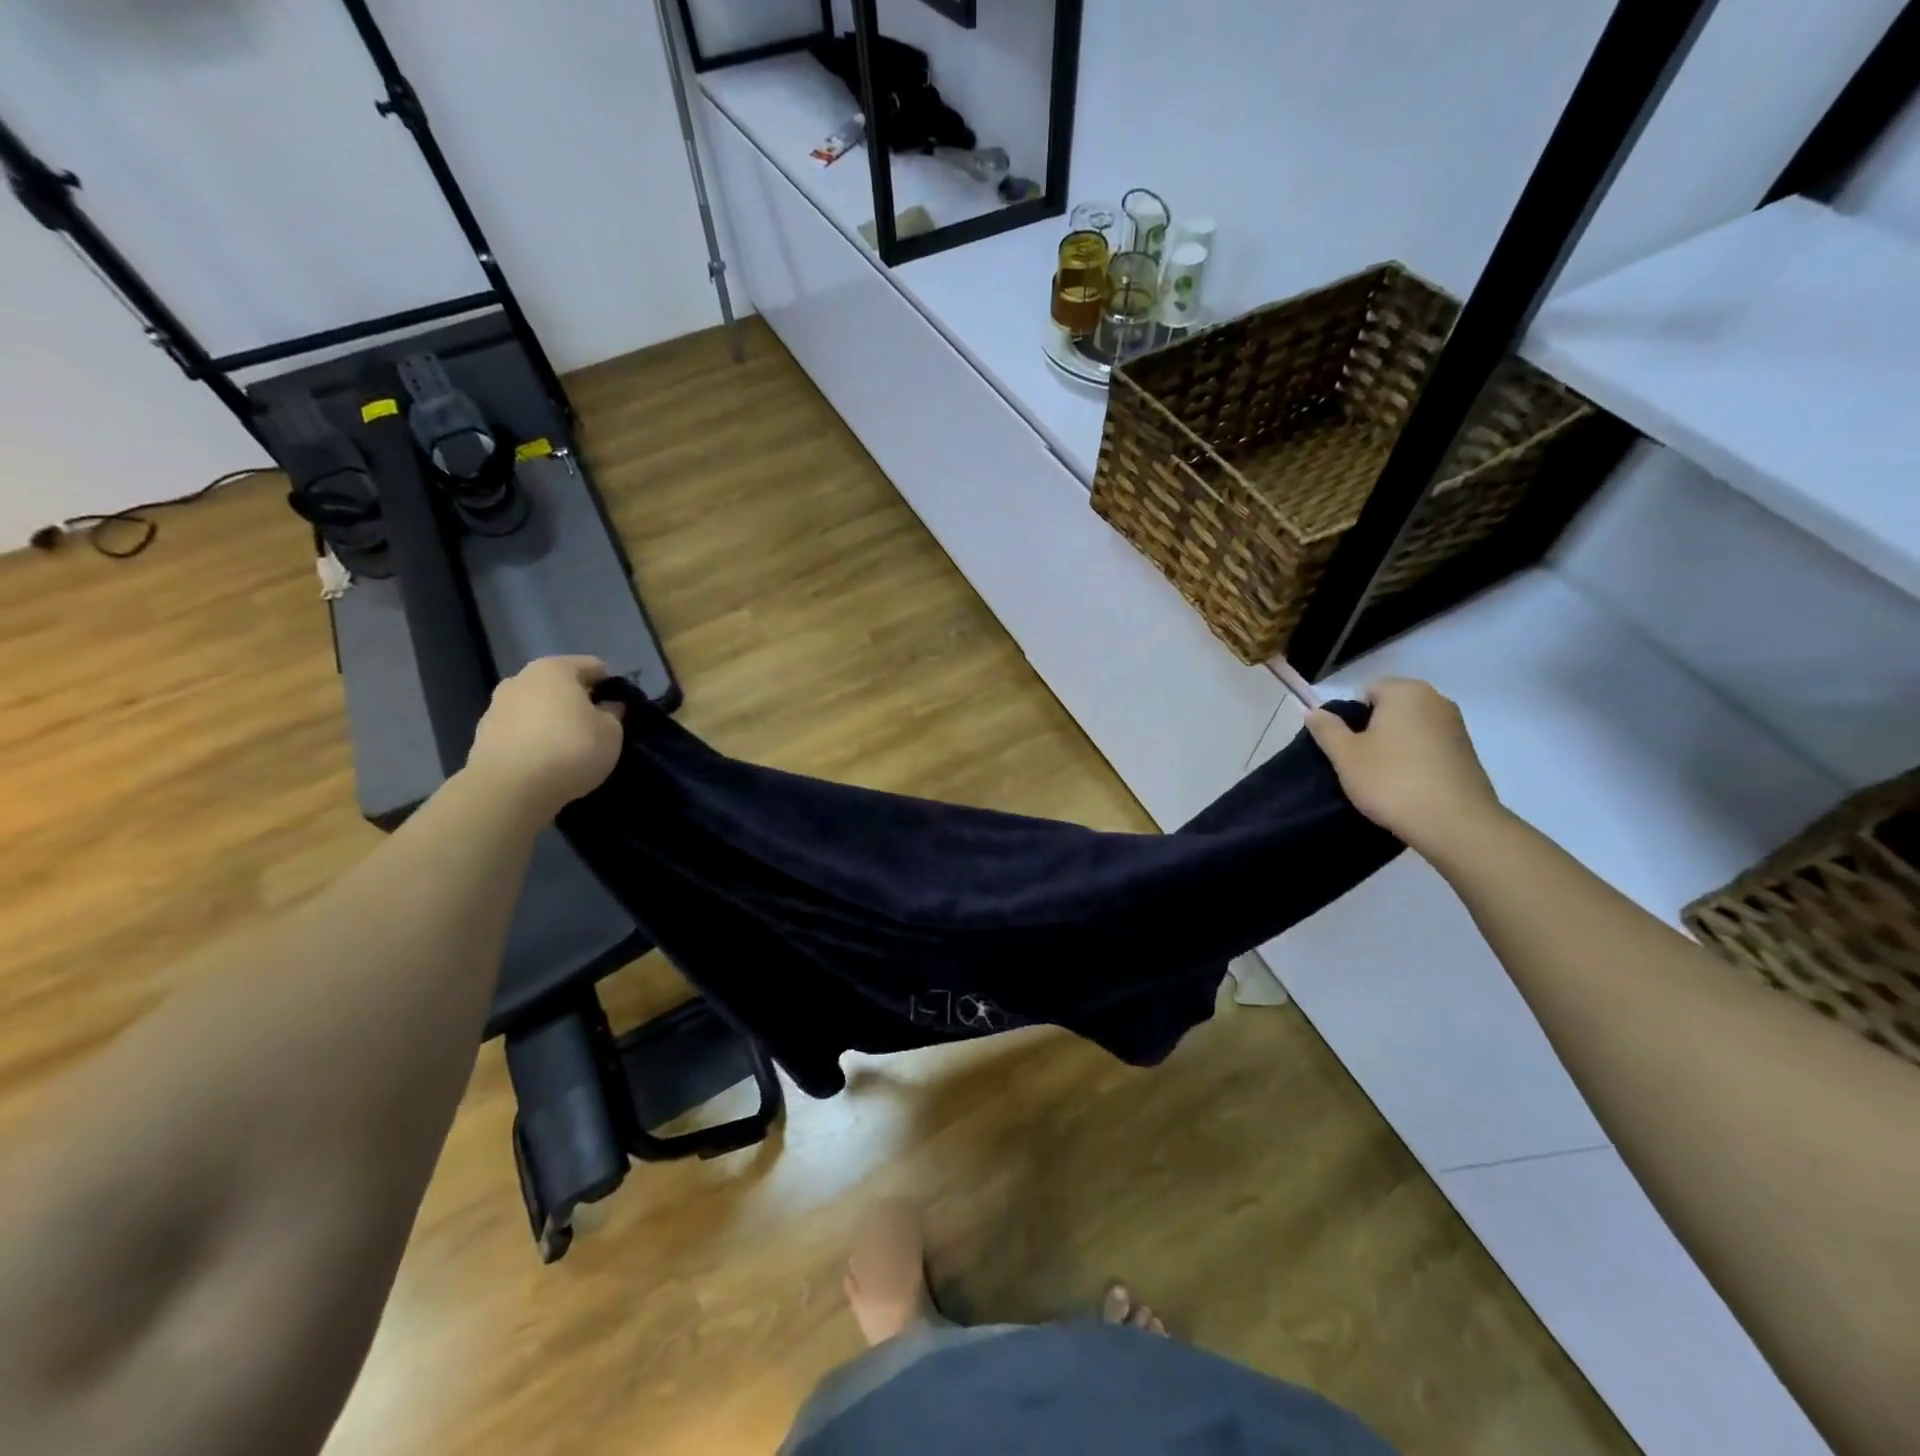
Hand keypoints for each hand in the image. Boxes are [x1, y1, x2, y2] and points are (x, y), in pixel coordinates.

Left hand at [464, 656, 624, 820]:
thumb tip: (608, 706)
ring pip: (535, 707)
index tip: (620, 706)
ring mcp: (496, 706)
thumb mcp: (611, 732)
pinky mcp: (482, 736)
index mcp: (555, 669)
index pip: (592, 666)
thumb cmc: (571, 749)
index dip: (609, 684)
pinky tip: (545, 759)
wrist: (509, 789)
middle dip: (577, 700)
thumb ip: (613, 714)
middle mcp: (521, 679)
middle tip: (595, 725)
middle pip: (558, 684)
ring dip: (552, 719)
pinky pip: (519, 730)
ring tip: (569, 746)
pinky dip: (533, 738)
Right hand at [1306, 678, 1503, 858]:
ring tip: (1385, 777)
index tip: (1348, 747)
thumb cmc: (1391, 781)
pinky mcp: (1468, 751)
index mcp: (1405, 692)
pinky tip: (1410, 784)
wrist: (1455, 823)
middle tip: (1361, 763)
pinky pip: (1430, 745)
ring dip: (1395, 745)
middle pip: (1391, 708)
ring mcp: (1456, 725)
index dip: (1351, 718)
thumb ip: (1326, 729)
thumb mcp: (1345, 756)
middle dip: (1374, 729)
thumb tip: (1313, 711)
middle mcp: (1435, 699)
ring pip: (1411, 727)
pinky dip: (1416, 758)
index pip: (1366, 691)